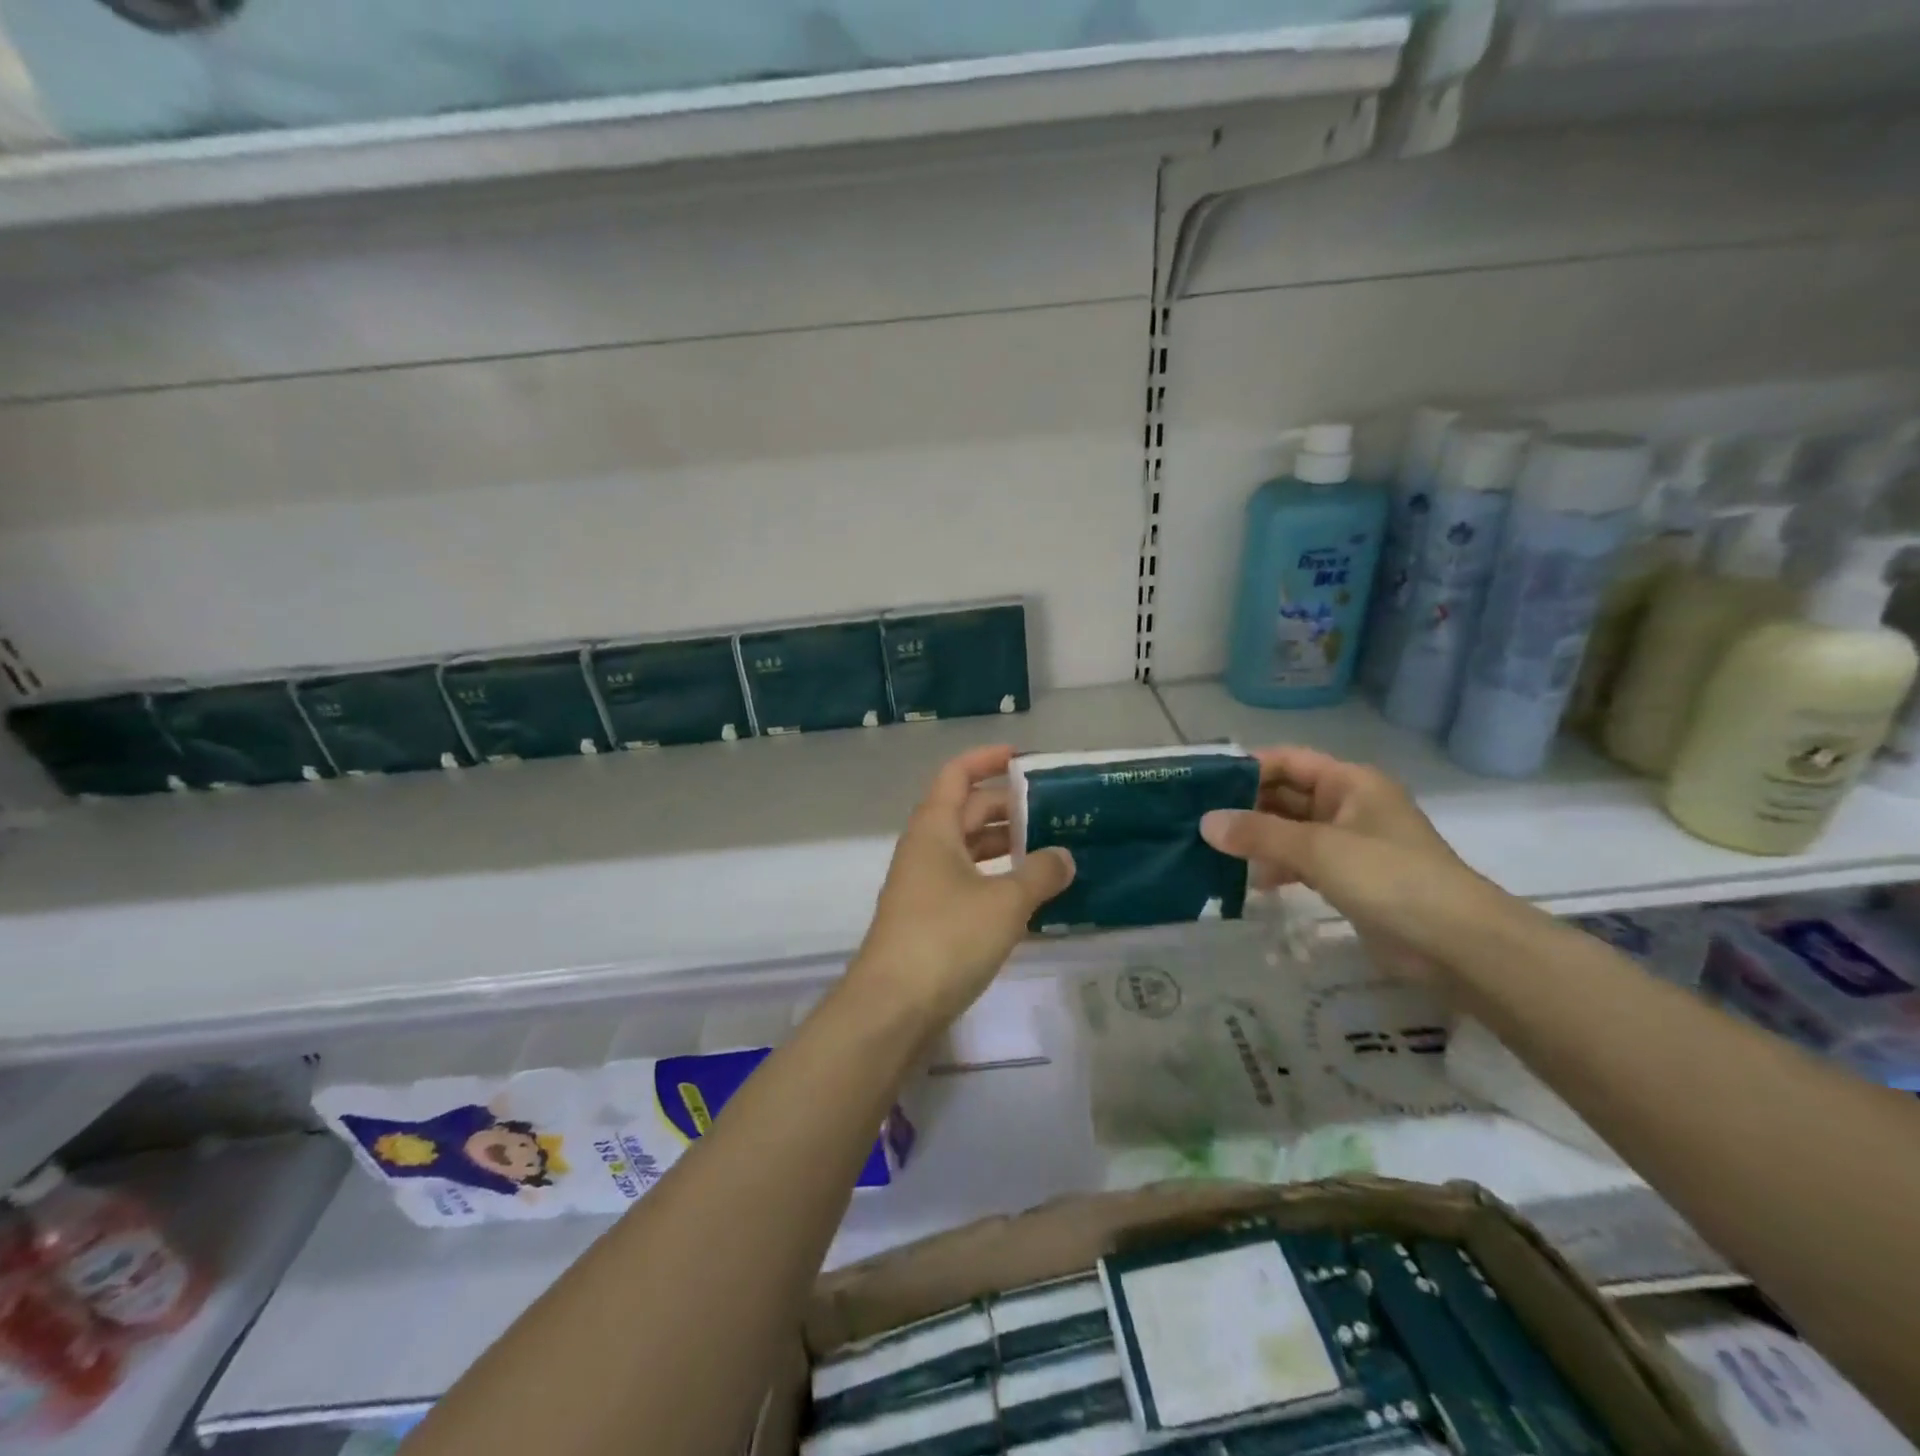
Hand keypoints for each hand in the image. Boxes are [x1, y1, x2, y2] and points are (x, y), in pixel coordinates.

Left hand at [848, 746, 1074, 1032]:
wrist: (892, 1008)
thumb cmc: (947, 938)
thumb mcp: (1005, 901)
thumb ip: (1040, 873)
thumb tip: (1065, 856)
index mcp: (934, 829)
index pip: (957, 775)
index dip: (987, 759)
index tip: (1025, 759)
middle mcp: (925, 850)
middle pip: (967, 813)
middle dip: (1008, 808)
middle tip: (1055, 812)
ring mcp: (925, 887)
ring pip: (969, 852)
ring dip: (1005, 848)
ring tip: (1052, 853)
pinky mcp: (930, 922)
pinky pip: (969, 886)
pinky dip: (998, 883)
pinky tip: (1031, 898)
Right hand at [1200, 746, 1504, 984]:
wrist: (1457, 943)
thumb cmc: (1389, 877)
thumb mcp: (1318, 849)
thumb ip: (1259, 833)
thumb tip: (1205, 823)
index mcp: (1349, 782)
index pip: (1287, 760)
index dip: (1246, 768)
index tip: (1202, 785)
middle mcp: (1348, 805)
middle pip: (1285, 795)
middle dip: (1244, 807)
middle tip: (1197, 822)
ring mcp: (1349, 843)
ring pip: (1290, 831)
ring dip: (1257, 840)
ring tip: (1213, 853)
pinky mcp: (1349, 879)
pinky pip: (1301, 862)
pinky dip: (1276, 868)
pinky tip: (1250, 884)